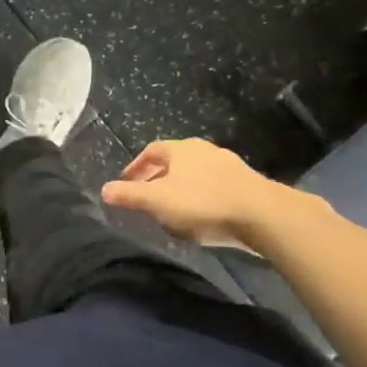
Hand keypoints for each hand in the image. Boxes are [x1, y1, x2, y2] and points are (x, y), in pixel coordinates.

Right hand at [100, 138, 327, 249]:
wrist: (263, 215)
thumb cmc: (202, 203)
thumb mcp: (157, 202)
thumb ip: (129, 196)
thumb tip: (103, 190)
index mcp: (180, 149)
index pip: (150, 151)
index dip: (136, 167)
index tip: (126, 183)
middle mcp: (204, 150)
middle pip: (174, 161)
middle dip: (158, 179)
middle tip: (146, 199)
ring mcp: (228, 165)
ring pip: (195, 174)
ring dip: (181, 189)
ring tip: (173, 211)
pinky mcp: (246, 184)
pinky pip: (214, 187)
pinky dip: (202, 198)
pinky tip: (202, 217)